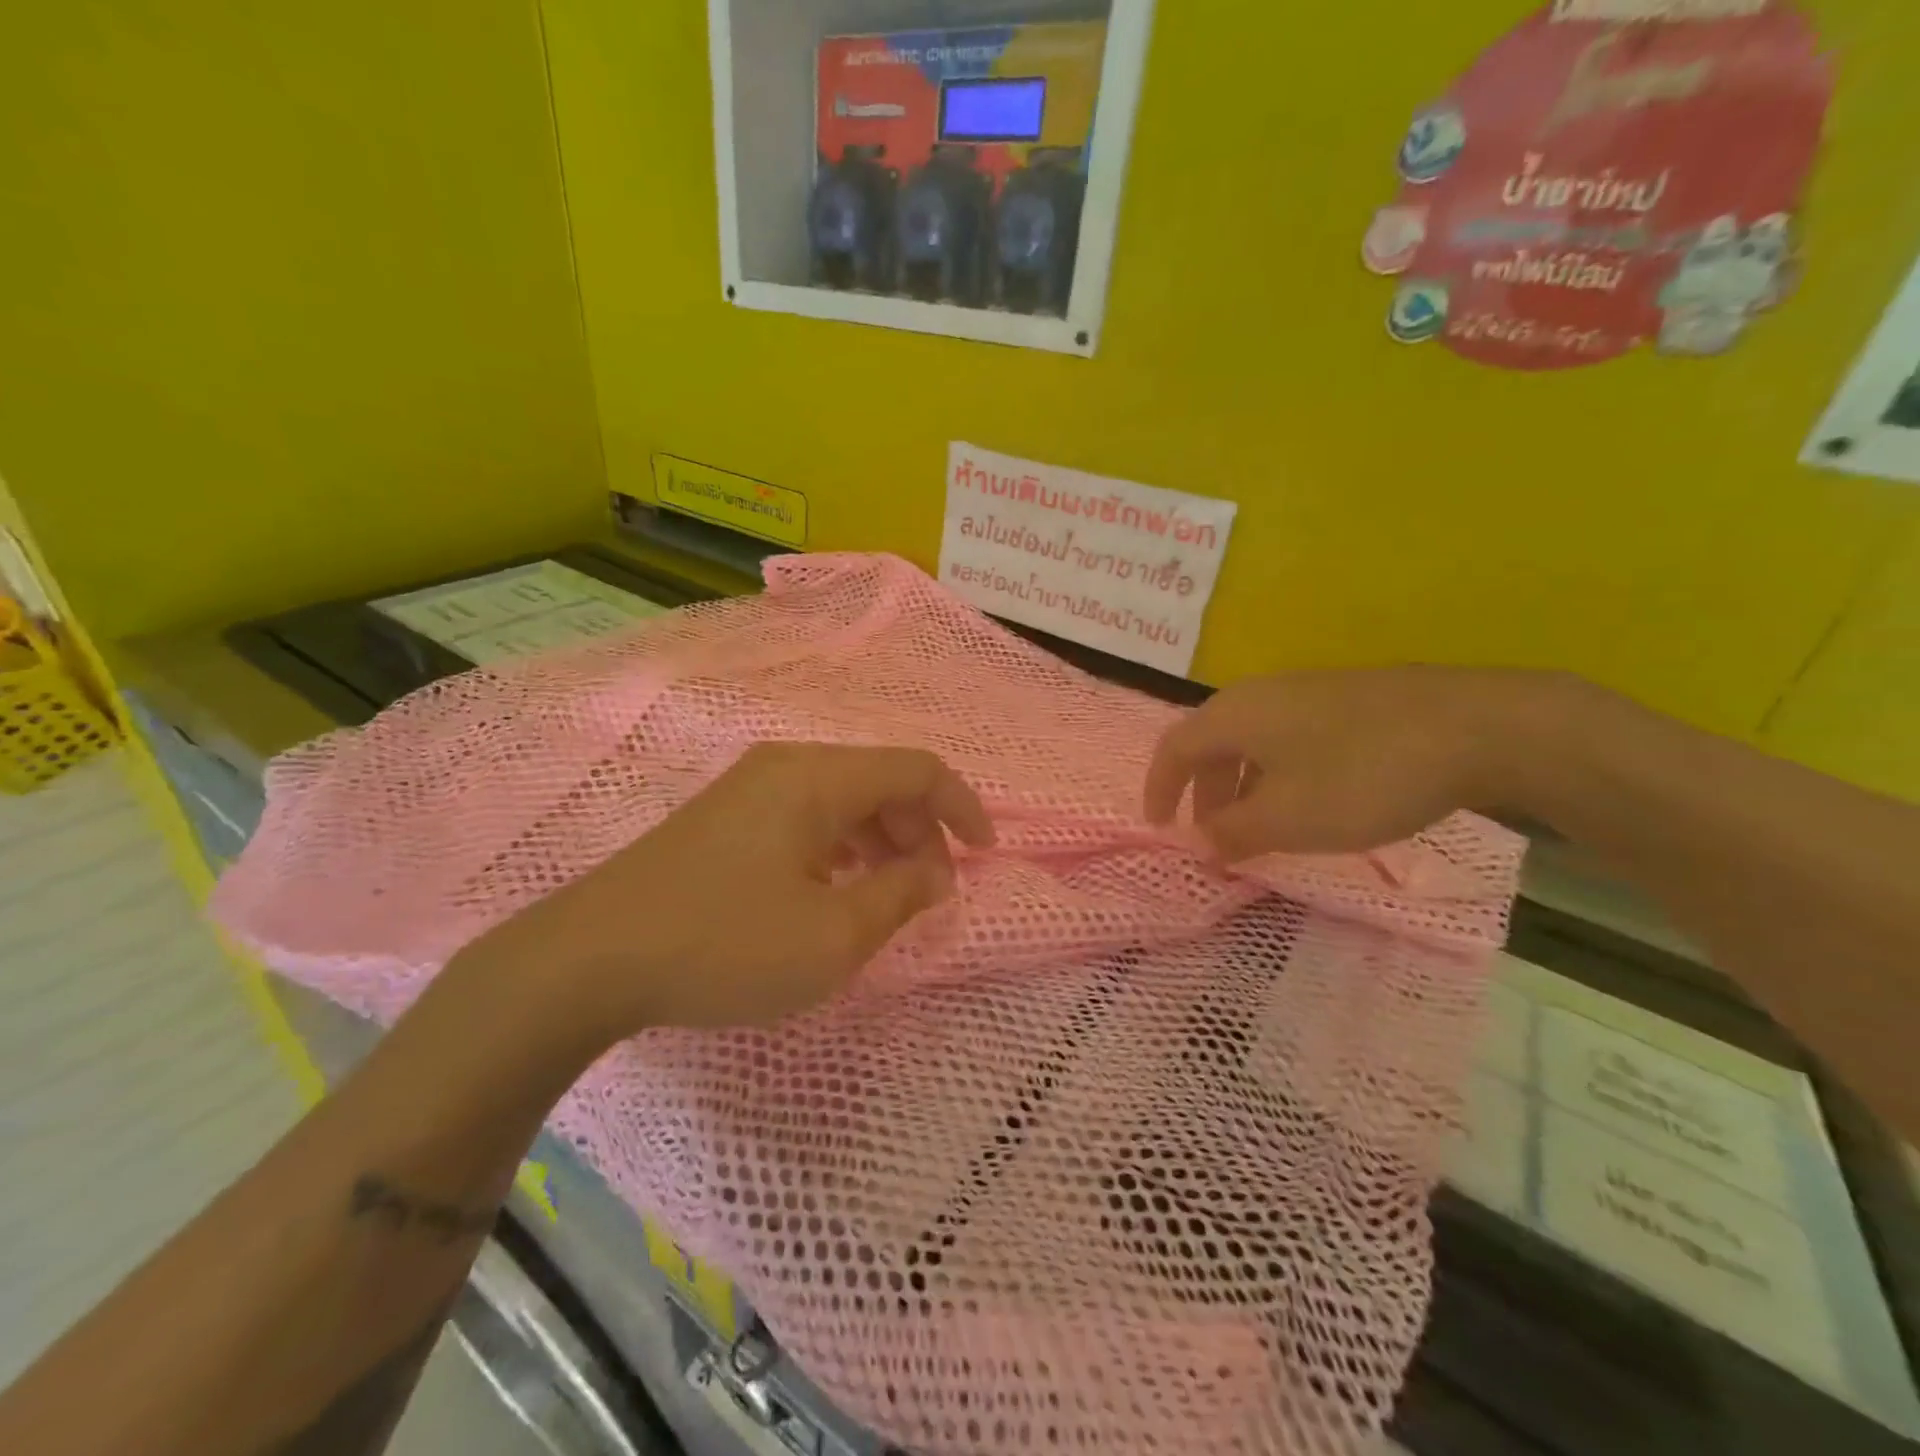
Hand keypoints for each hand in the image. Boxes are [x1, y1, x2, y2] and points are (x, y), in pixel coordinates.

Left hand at [451, 743, 994, 1050]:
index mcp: (818, 777)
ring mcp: (748, 789)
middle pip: (879, 781)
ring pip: (841, 800)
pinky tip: (830, 894)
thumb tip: (937, 872)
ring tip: (884, 897)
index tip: (986, 856)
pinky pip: (805, 818)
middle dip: (920, 831)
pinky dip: (839, 849)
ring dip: (879, 842)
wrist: (587, 962)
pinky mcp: (723, 818)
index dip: (962, 808)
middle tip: (929, 890)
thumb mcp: (832, 936)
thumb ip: (899, 897)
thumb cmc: (724, 944)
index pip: (917, 770)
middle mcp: (786, 766)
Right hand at [1144, 668, 1556, 859]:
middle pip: (1211, 743)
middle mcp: (1260, 694)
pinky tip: (1310, 799)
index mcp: (1233, 715)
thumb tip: (1199, 841)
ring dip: (1241, 785)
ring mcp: (1307, 691)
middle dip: (1203, 792)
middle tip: (1213, 835)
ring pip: (1252, 741)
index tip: (1159, 827)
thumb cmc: (1362, 776)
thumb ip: (1232, 832)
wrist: (1478, 726)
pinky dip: (1277, 773)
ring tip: (1261, 825)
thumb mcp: (1287, 818)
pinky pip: (1288, 737)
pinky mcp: (1347, 698)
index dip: (1158, 789)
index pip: (1173, 749)